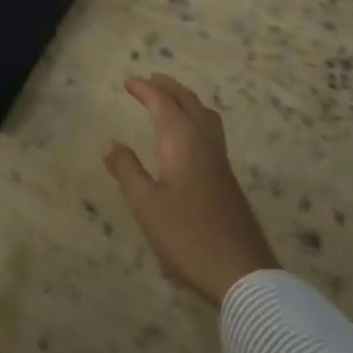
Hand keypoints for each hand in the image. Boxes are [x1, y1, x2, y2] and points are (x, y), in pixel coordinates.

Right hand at [104, 74, 279, 306]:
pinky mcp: (228, 179)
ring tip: (172, 100)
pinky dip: (196, 119)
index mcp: (182, 142)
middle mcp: (204, 143)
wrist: (242, 273)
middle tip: (151, 79)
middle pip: (188, 103)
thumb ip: (128, 171)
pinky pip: (211, 132)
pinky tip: (189, 138)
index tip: (128, 82)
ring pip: (205, 116)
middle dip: (169, 88)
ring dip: (186, 101)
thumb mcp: (146, 205)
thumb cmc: (187, 236)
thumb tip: (111, 144)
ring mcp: (220, 161)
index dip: (145, 90)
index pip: (163, 103)